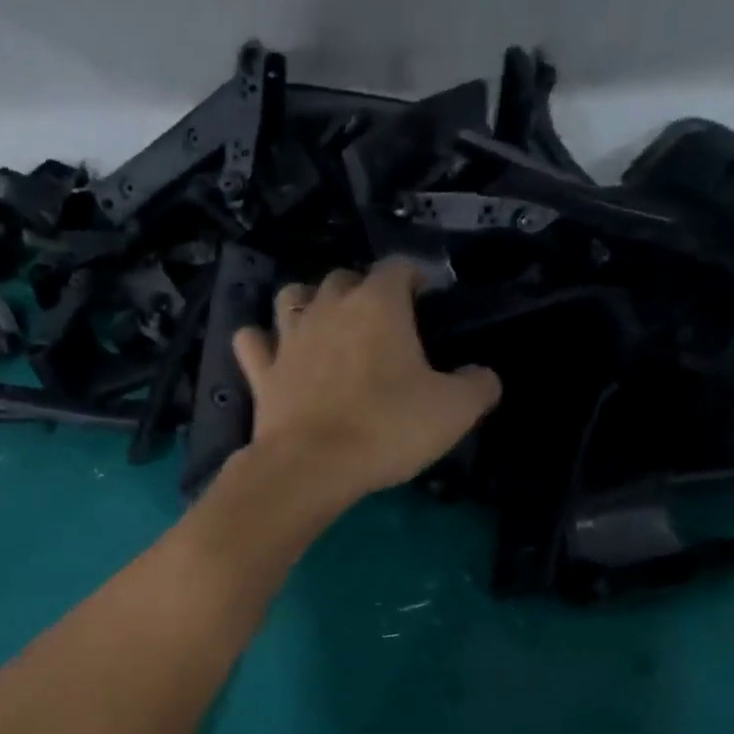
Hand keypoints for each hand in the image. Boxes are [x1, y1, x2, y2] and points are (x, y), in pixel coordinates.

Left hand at [231, 259, 500, 504]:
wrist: (312, 466)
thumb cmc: (387, 429)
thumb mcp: (454, 411)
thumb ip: (477, 385)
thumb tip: (482, 376)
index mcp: (378, 305)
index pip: (398, 267)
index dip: (414, 277)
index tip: (425, 298)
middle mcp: (328, 308)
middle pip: (342, 278)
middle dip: (360, 290)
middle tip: (377, 321)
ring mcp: (288, 338)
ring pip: (291, 297)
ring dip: (307, 303)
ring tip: (322, 326)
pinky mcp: (260, 373)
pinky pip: (251, 342)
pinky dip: (260, 343)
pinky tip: (272, 353)